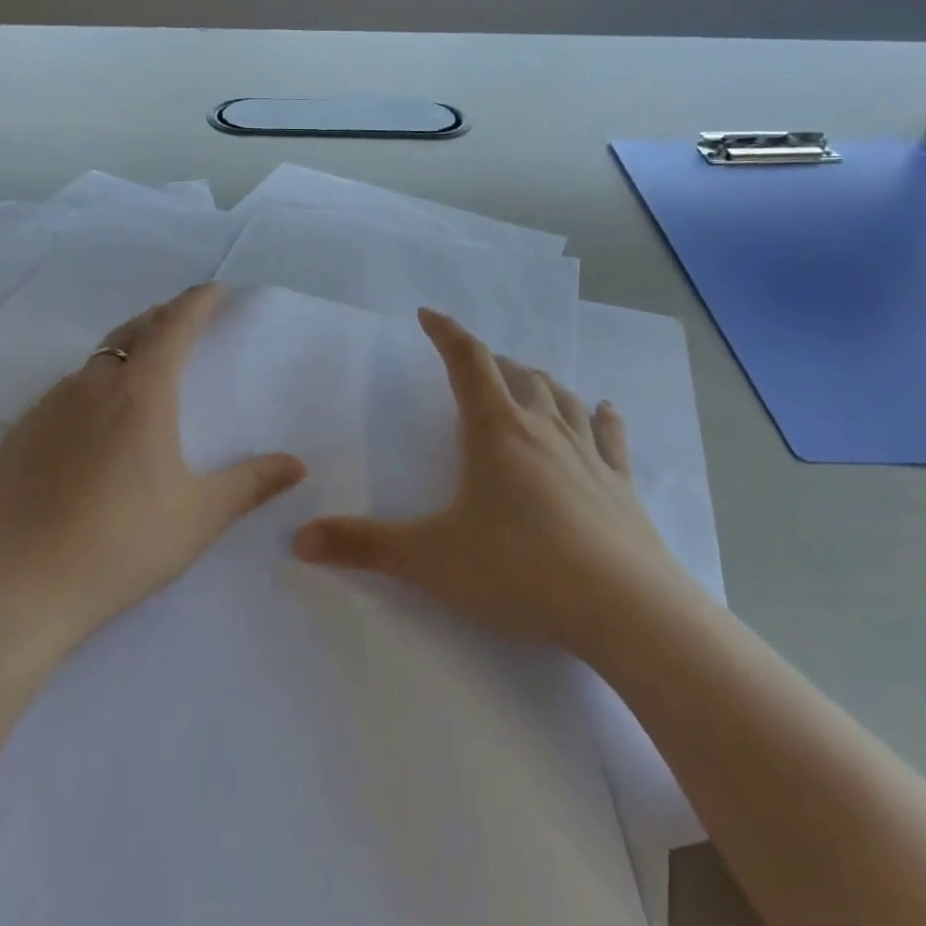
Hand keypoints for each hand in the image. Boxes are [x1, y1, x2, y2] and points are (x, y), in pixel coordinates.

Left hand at [0, 284, 306, 647]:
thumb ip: (252, 484)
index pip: (174, 326)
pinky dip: (89, 391)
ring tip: (142, 373)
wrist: (24, 587)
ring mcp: (48, 407)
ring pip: (94, 364)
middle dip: (161, 319)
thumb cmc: (125, 543)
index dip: (197, 302)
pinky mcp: (19, 434)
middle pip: (132, 333)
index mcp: (142, 394)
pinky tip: (92, 427)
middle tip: (183, 322)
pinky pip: (63, 395)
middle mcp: (92, 386)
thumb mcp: (200, 515)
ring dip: (124, 355)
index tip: (215, 289)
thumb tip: (296, 465)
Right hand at [292, 309, 684, 651]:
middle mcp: (543, 430)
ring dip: (538, 381)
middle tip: (471, 364)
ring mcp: (588, 455)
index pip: (467, 362)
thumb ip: (364, 546)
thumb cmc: (519, 571)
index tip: (428, 315)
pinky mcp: (621, 485)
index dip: (446, 333)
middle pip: (515, 375)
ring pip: (561, 397)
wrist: (626, 611)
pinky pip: (610, 436)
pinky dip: (602, 416)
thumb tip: (300, 539)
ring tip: (525, 379)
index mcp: (495, 432)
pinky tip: (605, 408)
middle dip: (489, 362)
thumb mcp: (430, 559)